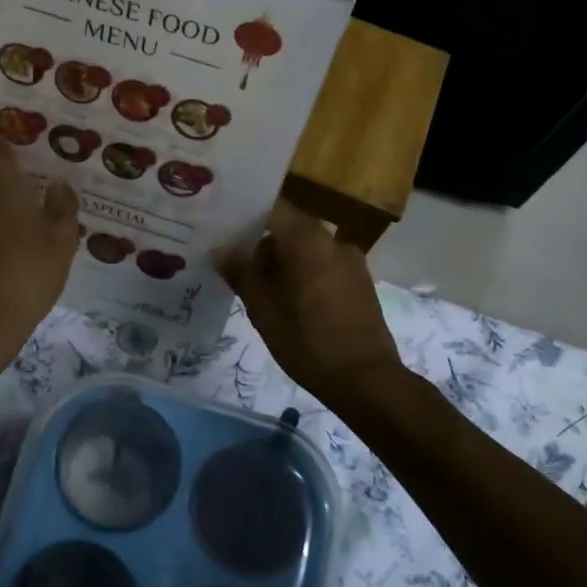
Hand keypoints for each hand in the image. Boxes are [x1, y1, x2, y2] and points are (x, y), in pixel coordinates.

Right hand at [215, 199, 403, 410]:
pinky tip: (289, 299)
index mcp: (308, 239)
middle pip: (290, 227)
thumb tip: (221, 250)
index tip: (224, 226)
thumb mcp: (263, 309)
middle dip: (262, 241)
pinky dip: (304, 272)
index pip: (273, 207)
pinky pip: (324, 264)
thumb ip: (241, 273)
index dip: (246, 213)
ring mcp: (350, 260)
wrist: (365, 379)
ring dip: (284, 260)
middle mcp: (332, 240)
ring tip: (258, 283)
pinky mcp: (360, 281)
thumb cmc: (307, 340)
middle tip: (234, 259)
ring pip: (307, 248)